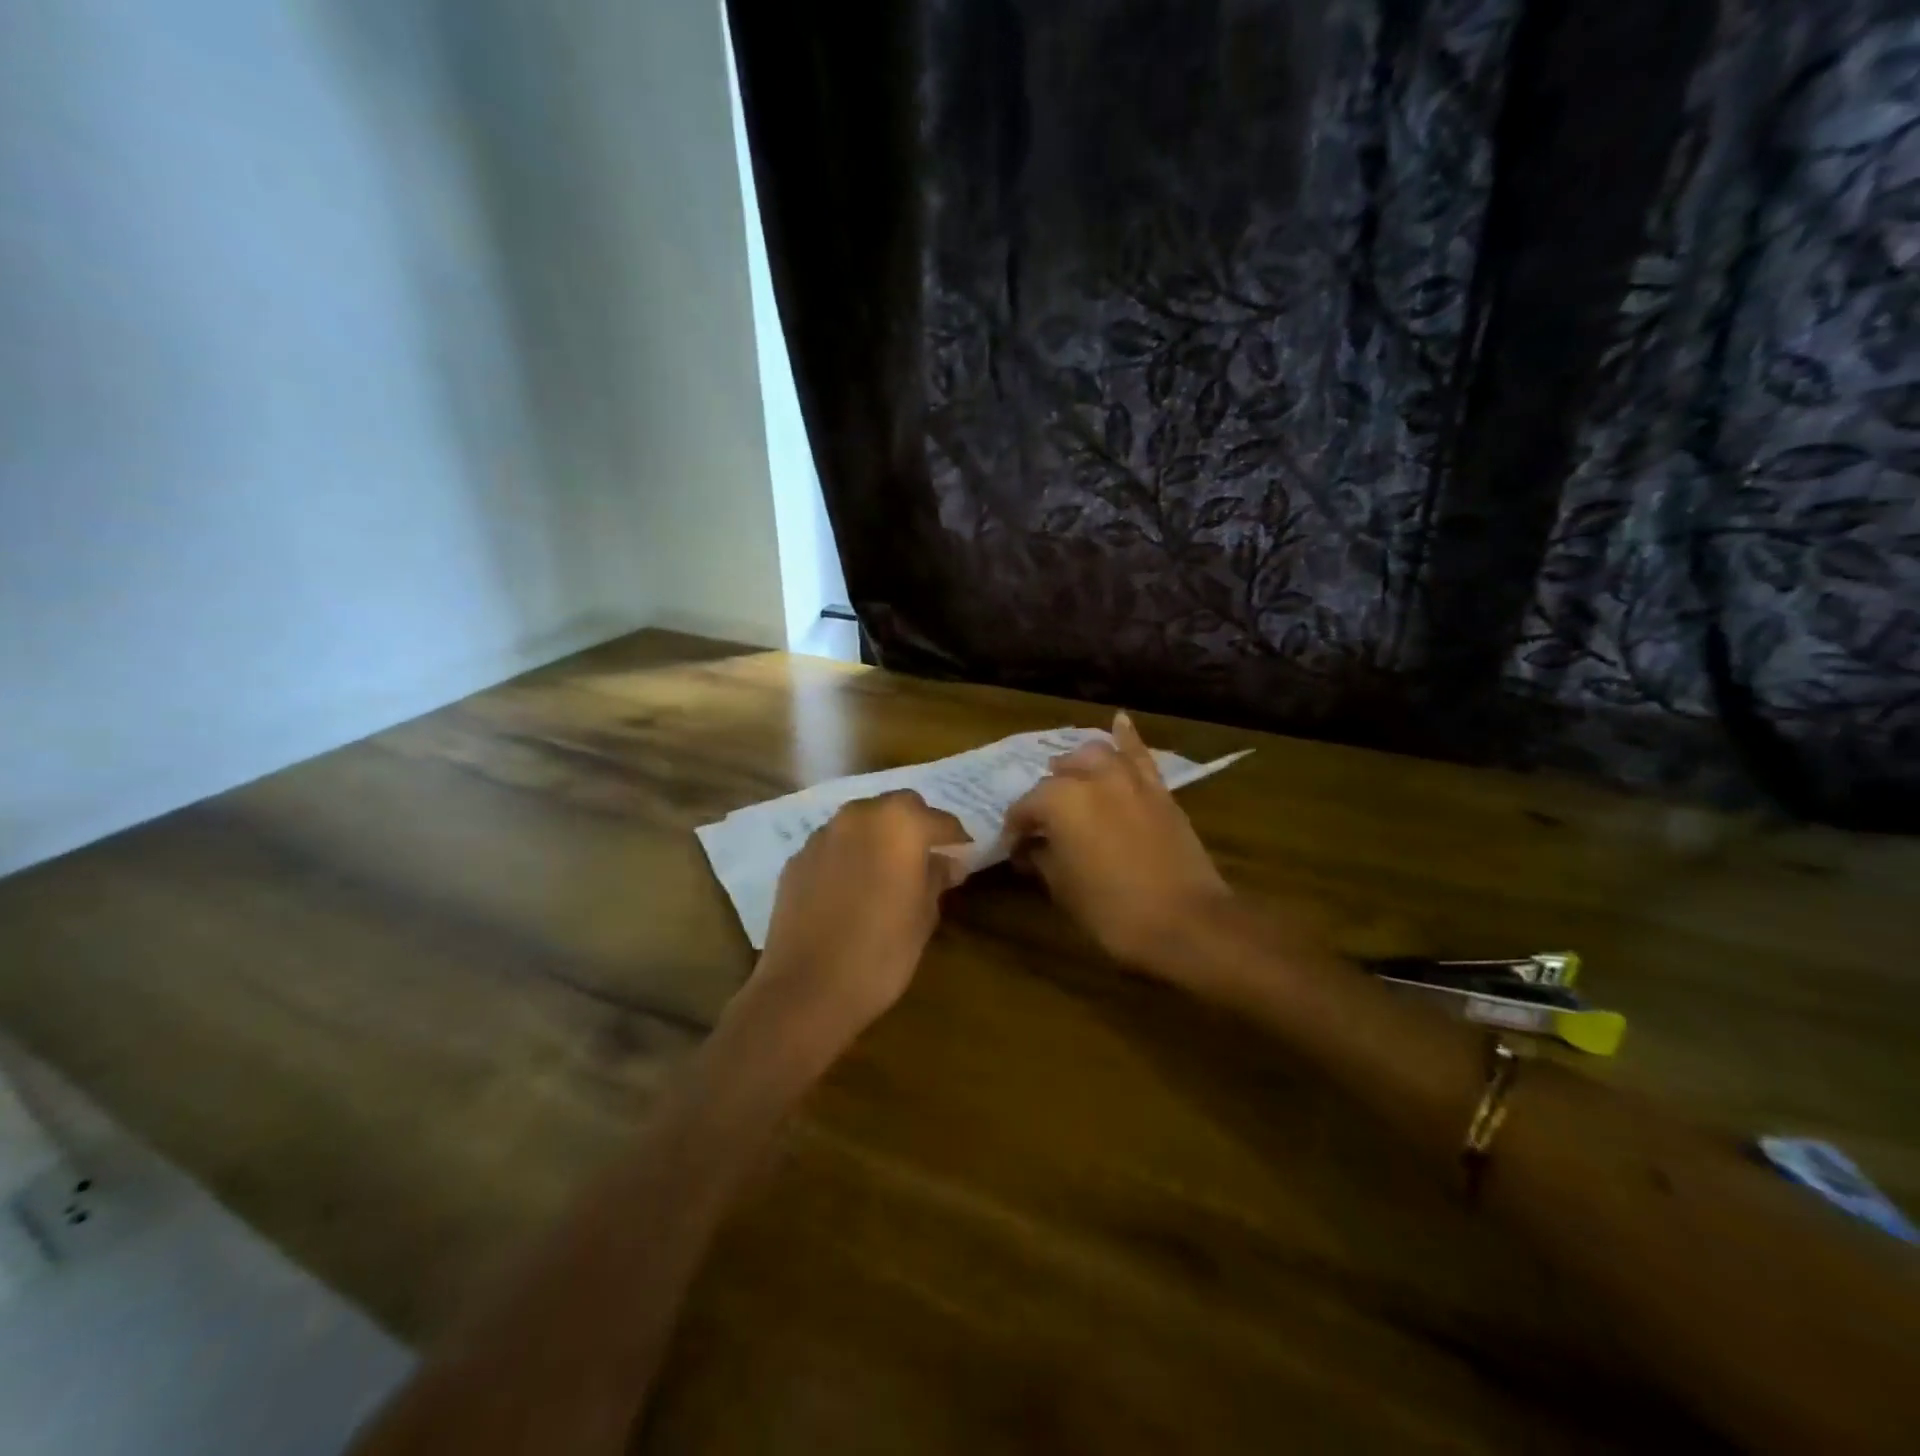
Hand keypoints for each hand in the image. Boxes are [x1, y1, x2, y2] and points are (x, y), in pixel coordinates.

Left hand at [739, 790, 967, 1060]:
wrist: (806, 988)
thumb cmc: (881, 953)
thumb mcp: (924, 917)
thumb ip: (937, 878)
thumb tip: (947, 862)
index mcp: (899, 823)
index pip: (940, 820)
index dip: (956, 839)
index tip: (964, 856)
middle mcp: (859, 816)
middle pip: (897, 807)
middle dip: (915, 826)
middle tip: (927, 858)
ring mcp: (822, 835)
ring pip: (861, 822)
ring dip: (879, 837)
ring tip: (888, 872)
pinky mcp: (797, 859)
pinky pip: (833, 846)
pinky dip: (848, 856)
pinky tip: (852, 889)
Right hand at [1003, 712, 1234, 975]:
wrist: (1187, 922)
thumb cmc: (1113, 911)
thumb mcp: (1063, 889)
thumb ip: (1042, 859)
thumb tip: (1032, 848)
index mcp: (1060, 801)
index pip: (1024, 808)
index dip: (1015, 830)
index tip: (1013, 849)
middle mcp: (1092, 778)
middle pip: (1057, 779)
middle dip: (1044, 800)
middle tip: (1041, 826)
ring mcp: (1129, 779)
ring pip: (1095, 756)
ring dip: (1077, 765)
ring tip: (1069, 777)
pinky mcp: (1158, 790)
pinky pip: (1140, 756)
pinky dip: (1127, 738)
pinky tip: (1120, 721)